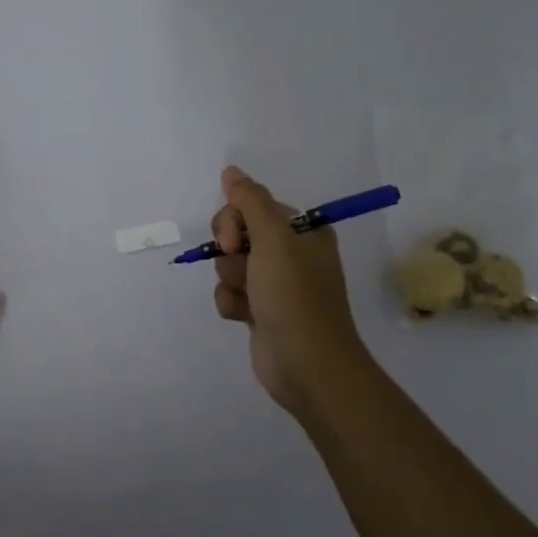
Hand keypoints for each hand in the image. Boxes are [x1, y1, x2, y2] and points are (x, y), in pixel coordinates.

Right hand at [211, 165, 373, 415]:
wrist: (307, 366)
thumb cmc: (294, 297)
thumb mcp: (274, 240)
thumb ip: (250, 201)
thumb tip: (231, 170)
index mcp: (303, 231)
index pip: (253, 207)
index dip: (234, 221)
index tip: (234, 241)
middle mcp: (291, 254)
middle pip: (237, 234)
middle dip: (231, 253)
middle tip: (244, 270)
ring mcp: (275, 284)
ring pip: (230, 265)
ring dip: (231, 281)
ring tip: (249, 300)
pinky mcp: (262, 310)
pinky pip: (231, 293)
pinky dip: (231, 303)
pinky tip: (244, 317)